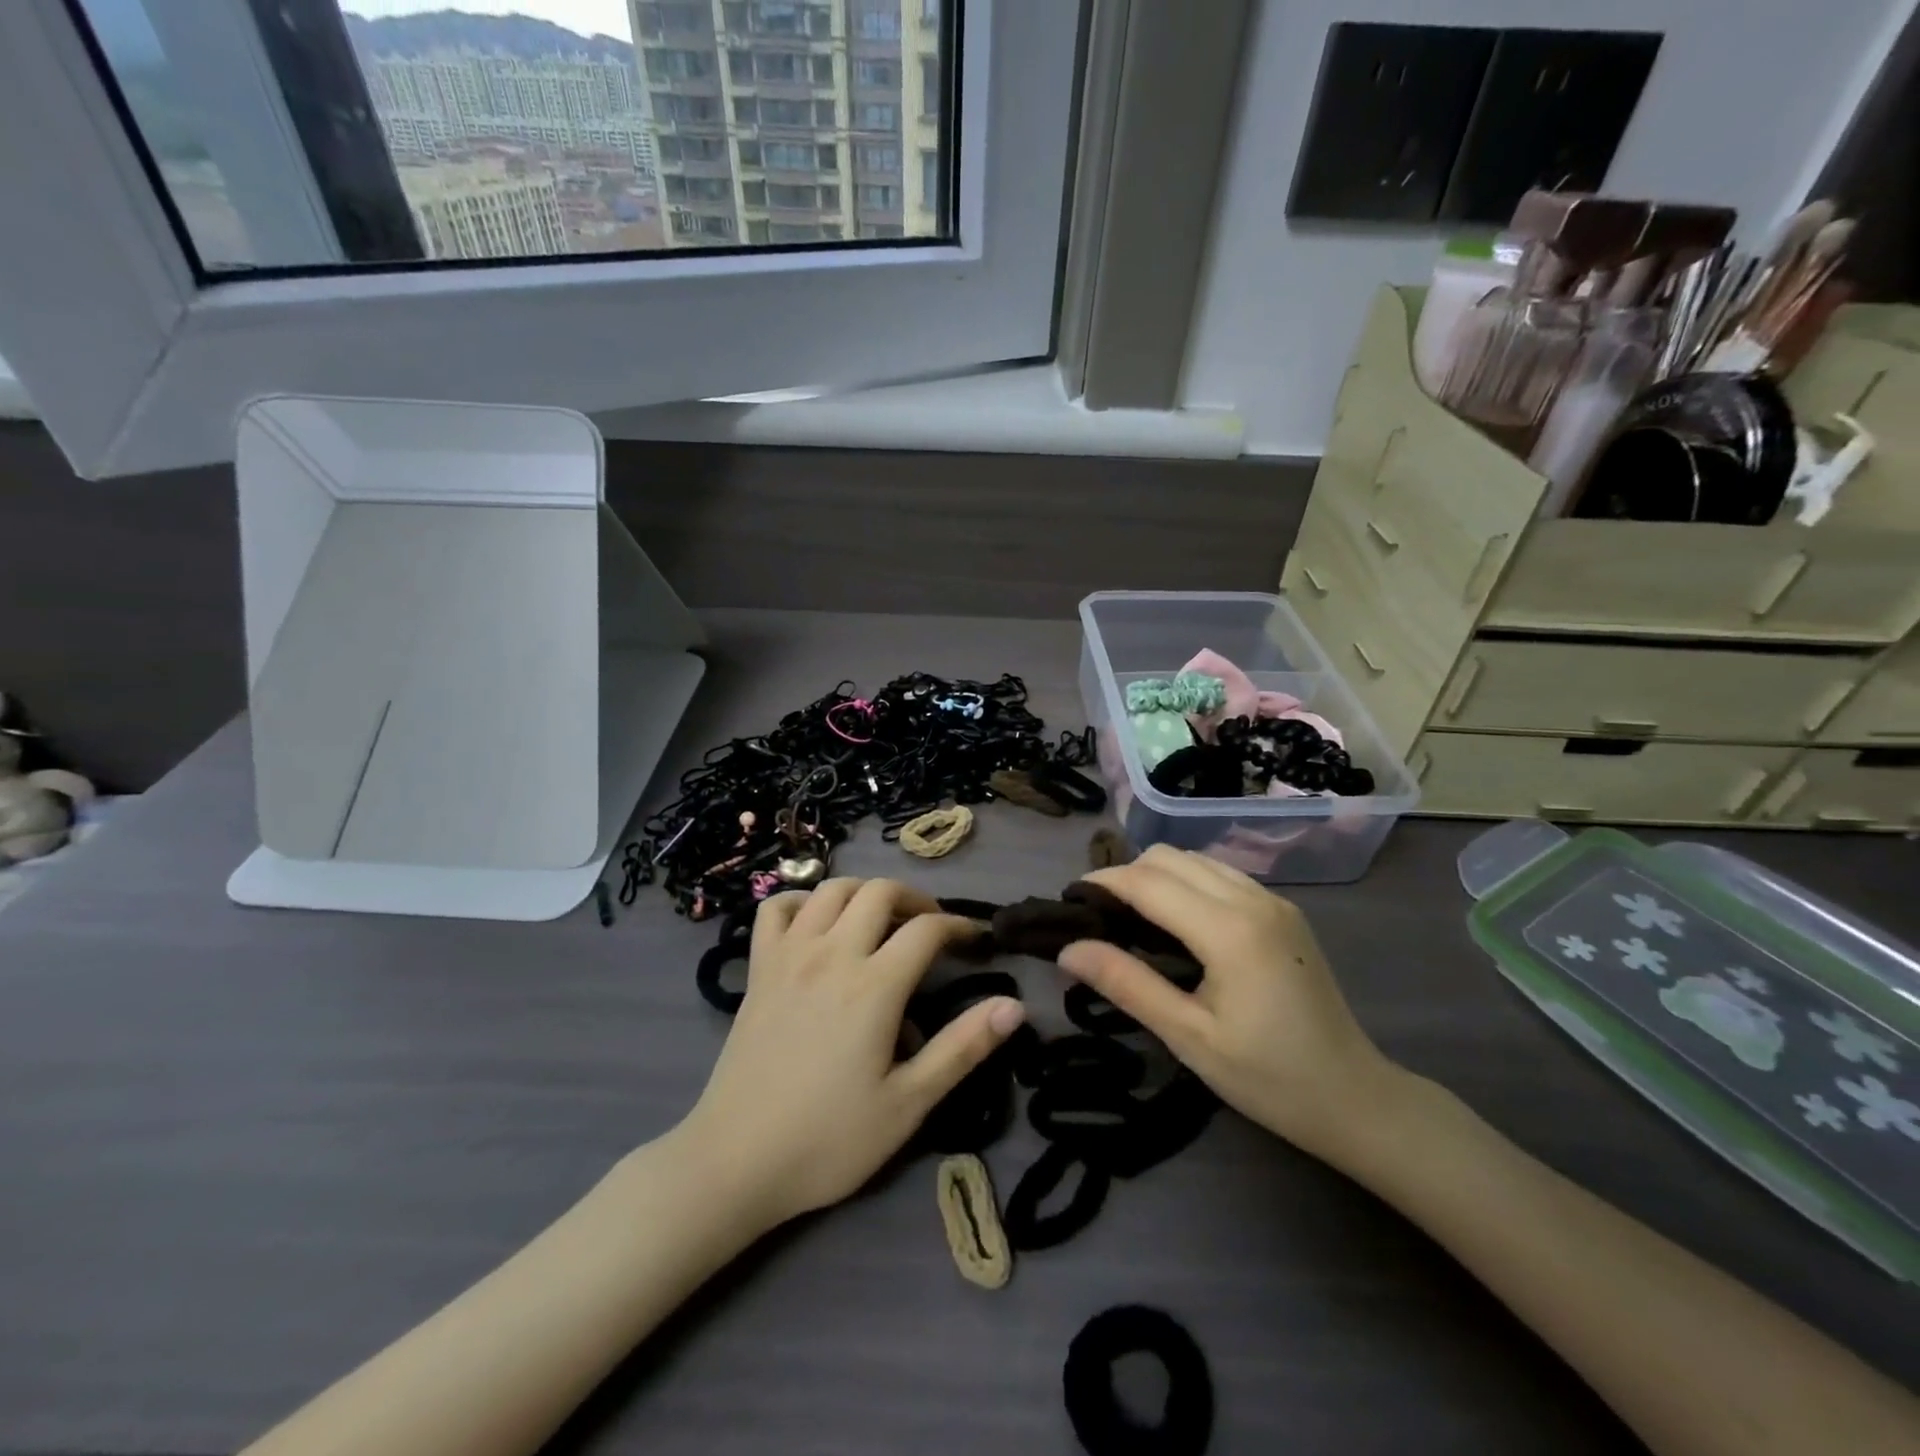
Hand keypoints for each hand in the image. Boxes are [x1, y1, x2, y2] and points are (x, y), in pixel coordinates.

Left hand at [678, 878, 1025, 1231]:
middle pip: (879, 891)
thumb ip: (962, 1048)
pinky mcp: (758, 968)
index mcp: (874, 985)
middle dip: (914, 899)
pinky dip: (801, 902)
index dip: (958, 926)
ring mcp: (789, 955)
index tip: (975, 940)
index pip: (927, 929)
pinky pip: (775, 908)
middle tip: (929, 928)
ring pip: (831, 889)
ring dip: (864, 893)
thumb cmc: (829, 1139)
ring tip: (879, 922)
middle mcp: (832, 953)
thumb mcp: (908, 1104)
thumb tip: (1015, 1005)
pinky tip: (815, 925)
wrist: (735, 1162)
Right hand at [1057, 845, 1407, 1169]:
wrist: (1356, 1098)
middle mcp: (1253, 899)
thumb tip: (1068, 949)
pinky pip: (1221, 874)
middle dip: (1126, 875)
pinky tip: (1177, 920)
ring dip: (1157, 875)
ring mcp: (1273, 901)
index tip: (1069, 900)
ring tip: (1132, 916)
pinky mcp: (1284, 911)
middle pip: (1170, 857)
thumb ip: (1127, 984)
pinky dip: (1187, 882)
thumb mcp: (1189, 1037)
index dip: (1102, 883)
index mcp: (1230, 930)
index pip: (1148, 882)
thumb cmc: (1269, 1078)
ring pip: (1196, 859)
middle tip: (1098, 916)